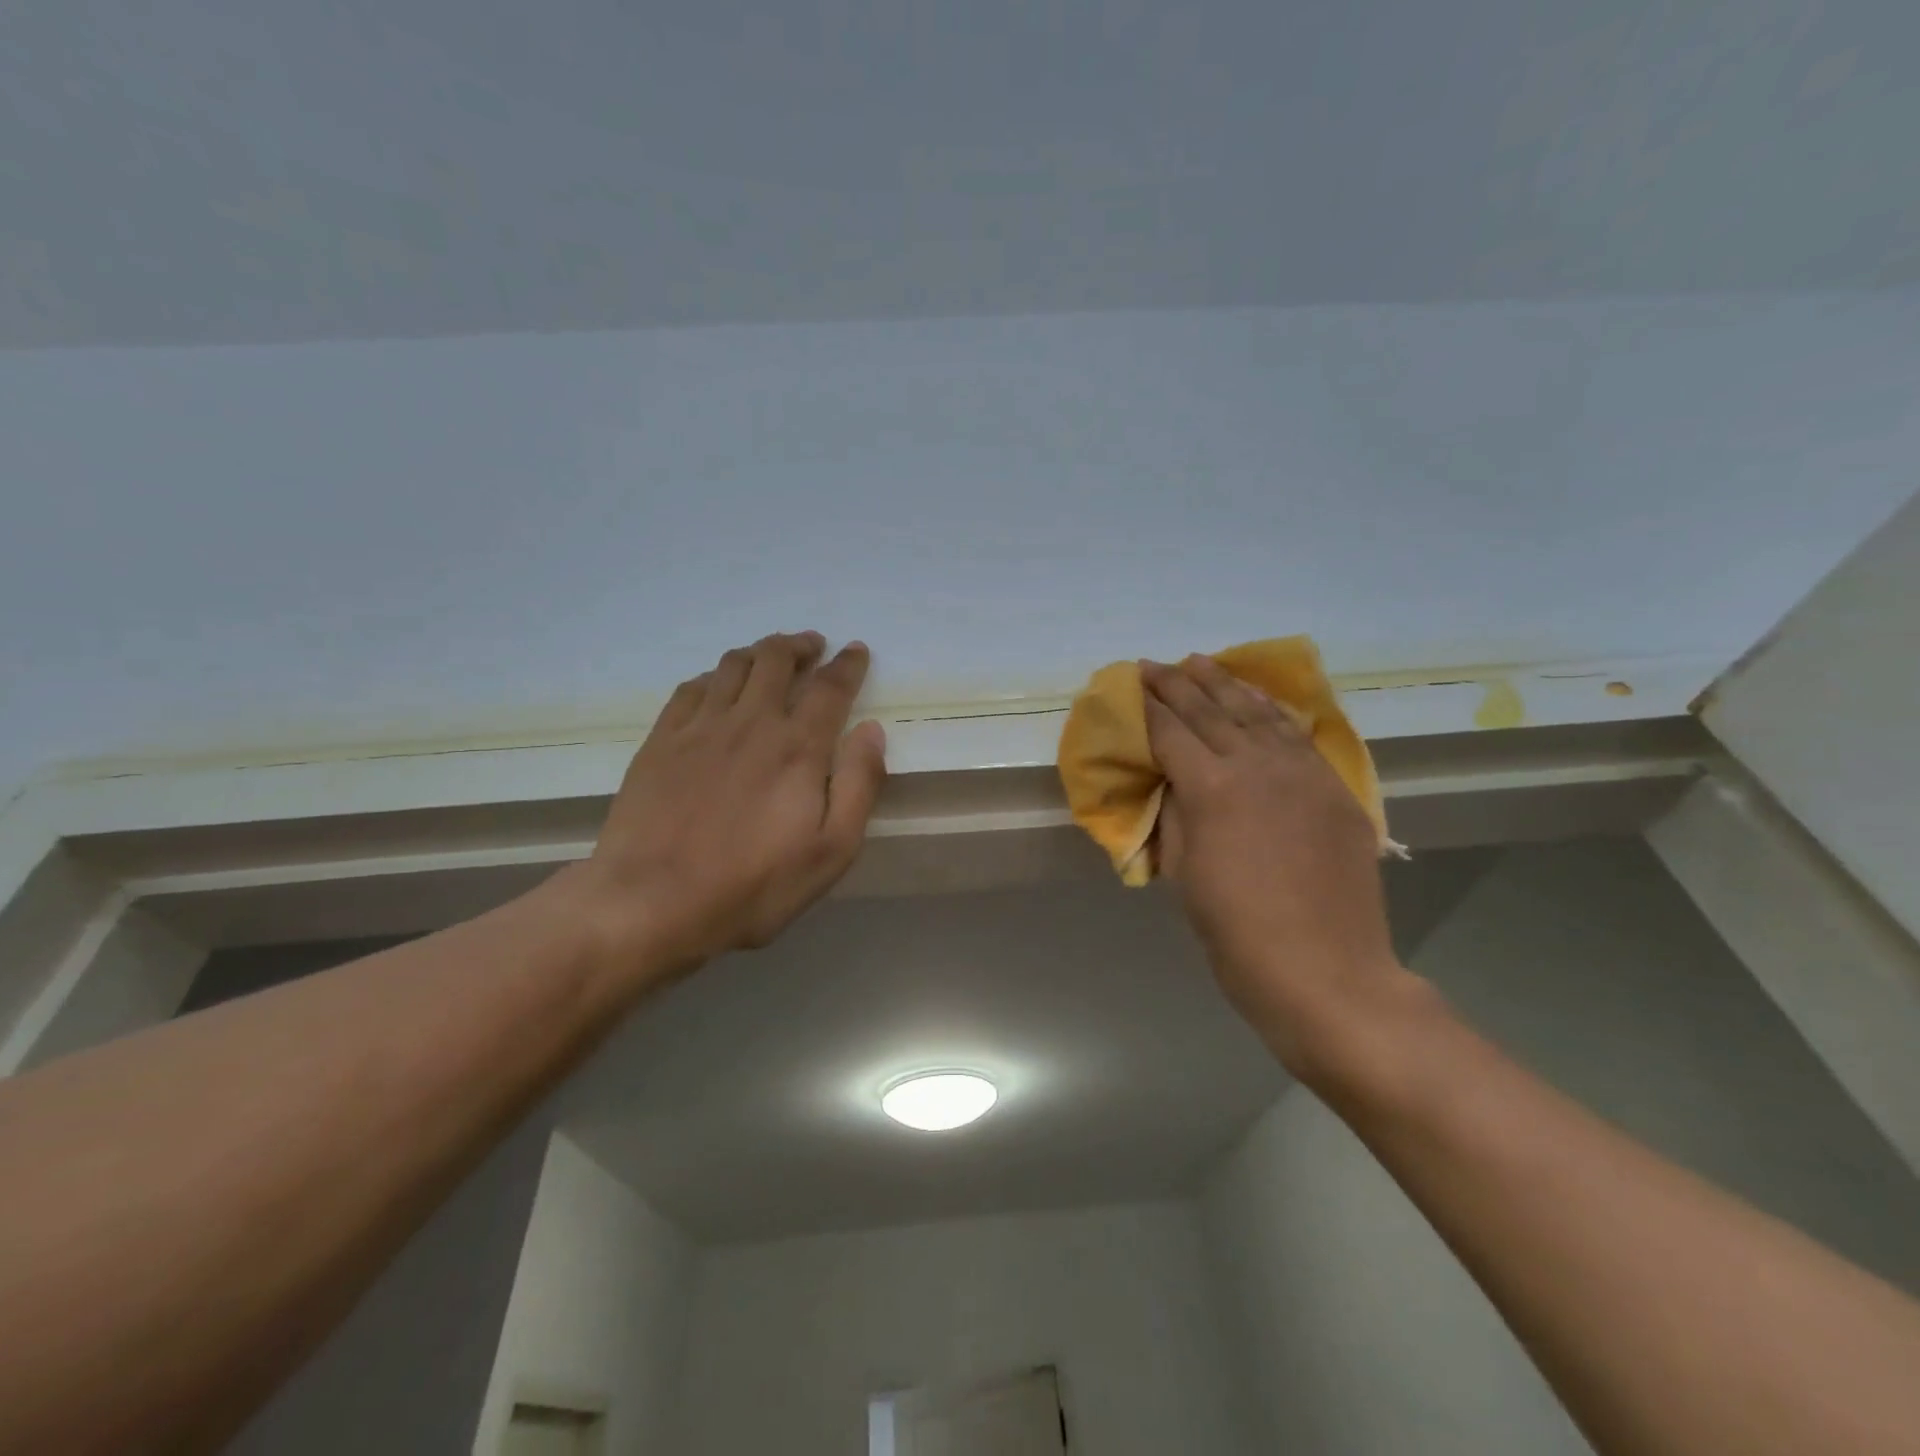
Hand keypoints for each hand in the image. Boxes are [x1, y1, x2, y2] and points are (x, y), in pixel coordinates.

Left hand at [575, 632, 886, 980]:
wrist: (649, 902)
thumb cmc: (752, 886)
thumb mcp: (831, 851)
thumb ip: (858, 785)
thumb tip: (872, 730)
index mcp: (797, 748)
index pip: (830, 687)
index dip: (847, 664)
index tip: (856, 650)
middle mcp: (751, 722)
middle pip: (777, 660)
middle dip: (800, 645)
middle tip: (813, 645)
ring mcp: (700, 728)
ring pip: (733, 665)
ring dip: (759, 651)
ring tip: (771, 655)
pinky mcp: (661, 740)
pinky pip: (691, 687)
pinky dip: (714, 675)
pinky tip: (717, 684)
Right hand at [1141, 655, 1406, 1075]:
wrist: (1326, 973)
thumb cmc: (1236, 934)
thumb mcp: (1185, 873)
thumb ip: (1177, 816)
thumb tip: (1174, 783)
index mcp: (1212, 788)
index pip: (1171, 732)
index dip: (1147, 707)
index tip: (1130, 684)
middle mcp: (1258, 766)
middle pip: (1211, 710)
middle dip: (1177, 684)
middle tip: (1153, 665)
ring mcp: (1303, 773)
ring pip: (1257, 713)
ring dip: (1224, 684)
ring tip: (1201, 663)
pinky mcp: (1334, 789)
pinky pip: (1296, 735)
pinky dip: (1270, 710)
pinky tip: (1256, 699)